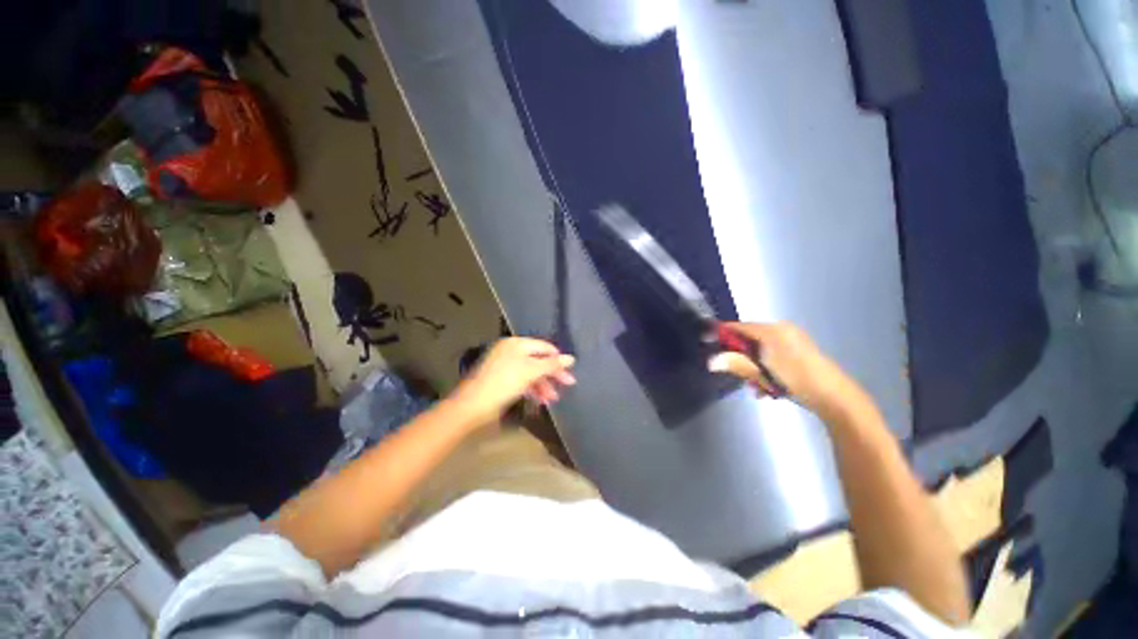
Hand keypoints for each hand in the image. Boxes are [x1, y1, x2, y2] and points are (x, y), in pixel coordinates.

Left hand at [450, 337, 575, 426]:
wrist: (473, 406)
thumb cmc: (504, 383)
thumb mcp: (531, 371)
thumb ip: (552, 365)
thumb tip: (571, 358)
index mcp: (517, 343)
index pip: (544, 347)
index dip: (558, 359)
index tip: (570, 372)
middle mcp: (511, 351)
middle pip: (538, 360)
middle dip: (552, 374)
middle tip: (568, 385)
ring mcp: (505, 365)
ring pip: (531, 372)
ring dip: (543, 385)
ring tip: (552, 400)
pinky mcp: (501, 380)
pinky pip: (522, 380)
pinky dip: (532, 389)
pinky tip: (540, 400)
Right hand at [708, 322, 861, 416]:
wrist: (836, 398)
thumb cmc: (797, 381)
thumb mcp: (762, 373)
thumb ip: (736, 364)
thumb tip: (711, 361)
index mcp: (772, 331)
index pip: (738, 327)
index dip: (721, 333)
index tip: (706, 341)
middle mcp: (782, 330)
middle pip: (749, 338)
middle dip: (740, 356)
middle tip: (736, 373)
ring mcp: (792, 340)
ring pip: (761, 349)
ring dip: (753, 367)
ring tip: (756, 386)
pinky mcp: (800, 351)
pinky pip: (773, 354)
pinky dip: (766, 368)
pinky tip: (769, 387)